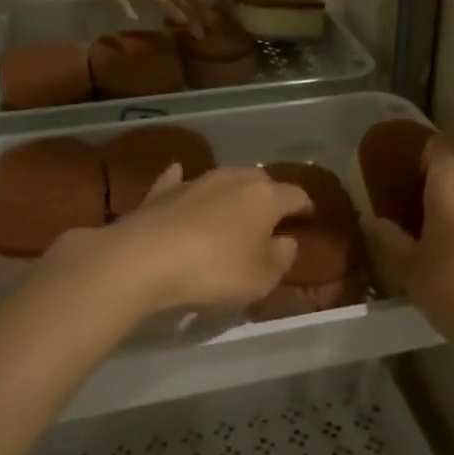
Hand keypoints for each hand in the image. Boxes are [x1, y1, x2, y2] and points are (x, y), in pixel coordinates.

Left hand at [41, 166, 312, 322]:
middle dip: (268, 195)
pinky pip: (178, 181)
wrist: (145, 258)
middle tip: (270, 216)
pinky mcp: (161, 191)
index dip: (305, 206)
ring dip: (231, 191)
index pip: (295, 195)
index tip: (308, 216)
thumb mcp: (262, 277)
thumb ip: (281, 257)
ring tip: (233, 206)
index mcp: (265, 197)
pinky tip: (180, 177)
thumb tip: (287, 241)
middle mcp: (233, 179)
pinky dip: (183, 181)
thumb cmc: (215, 269)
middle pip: (260, 180)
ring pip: (223, 178)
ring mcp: (195, 181)